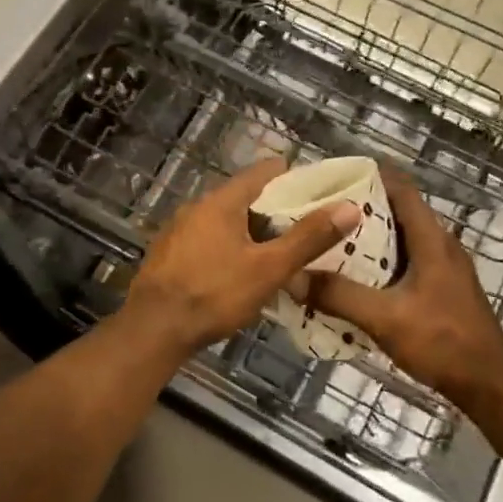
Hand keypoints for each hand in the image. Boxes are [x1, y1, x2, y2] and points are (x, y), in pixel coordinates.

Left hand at [123, 158, 360, 352]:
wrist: (153, 329)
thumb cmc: (214, 293)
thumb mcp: (269, 268)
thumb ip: (308, 237)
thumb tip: (349, 206)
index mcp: (222, 200)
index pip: (265, 172)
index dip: (295, 180)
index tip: (320, 196)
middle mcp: (198, 206)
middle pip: (246, 197)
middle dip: (277, 212)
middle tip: (306, 232)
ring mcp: (179, 230)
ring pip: (226, 222)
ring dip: (252, 233)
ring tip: (279, 256)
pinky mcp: (169, 254)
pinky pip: (208, 241)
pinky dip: (229, 248)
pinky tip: (240, 274)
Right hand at [306, 164, 502, 412]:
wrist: (489, 384)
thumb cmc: (442, 342)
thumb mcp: (385, 318)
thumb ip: (339, 296)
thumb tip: (292, 277)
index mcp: (432, 240)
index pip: (402, 189)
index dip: (372, 175)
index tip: (335, 175)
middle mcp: (441, 245)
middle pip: (399, 211)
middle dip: (362, 207)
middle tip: (323, 211)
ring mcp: (445, 268)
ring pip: (403, 238)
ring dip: (371, 236)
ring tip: (331, 240)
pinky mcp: (444, 289)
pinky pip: (408, 261)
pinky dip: (382, 261)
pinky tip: (357, 278)